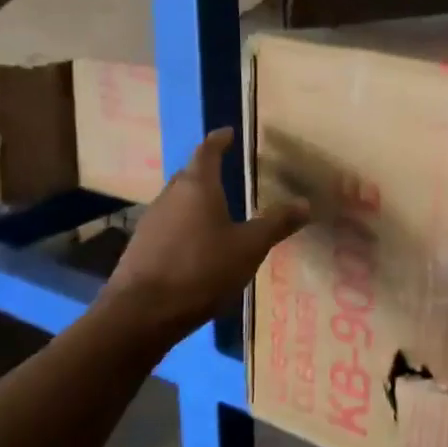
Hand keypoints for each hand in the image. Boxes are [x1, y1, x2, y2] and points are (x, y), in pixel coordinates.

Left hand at [98, 129, 308, 349]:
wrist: (142, 313)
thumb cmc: (201, 270)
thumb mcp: (249, 248)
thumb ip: (276, 224)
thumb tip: (306, 203)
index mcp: (197, 186)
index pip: (208, 152)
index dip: (219, 141)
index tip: (228, 133)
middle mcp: (170, 196)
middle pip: (190, 175)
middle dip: (208, 171)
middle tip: (229, 173)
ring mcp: (151, 221)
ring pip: (178, 201)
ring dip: (197, 201)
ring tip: (218, 210)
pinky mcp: (141, 247)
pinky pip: (170, 225)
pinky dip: (186, 225)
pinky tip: (198, 244)